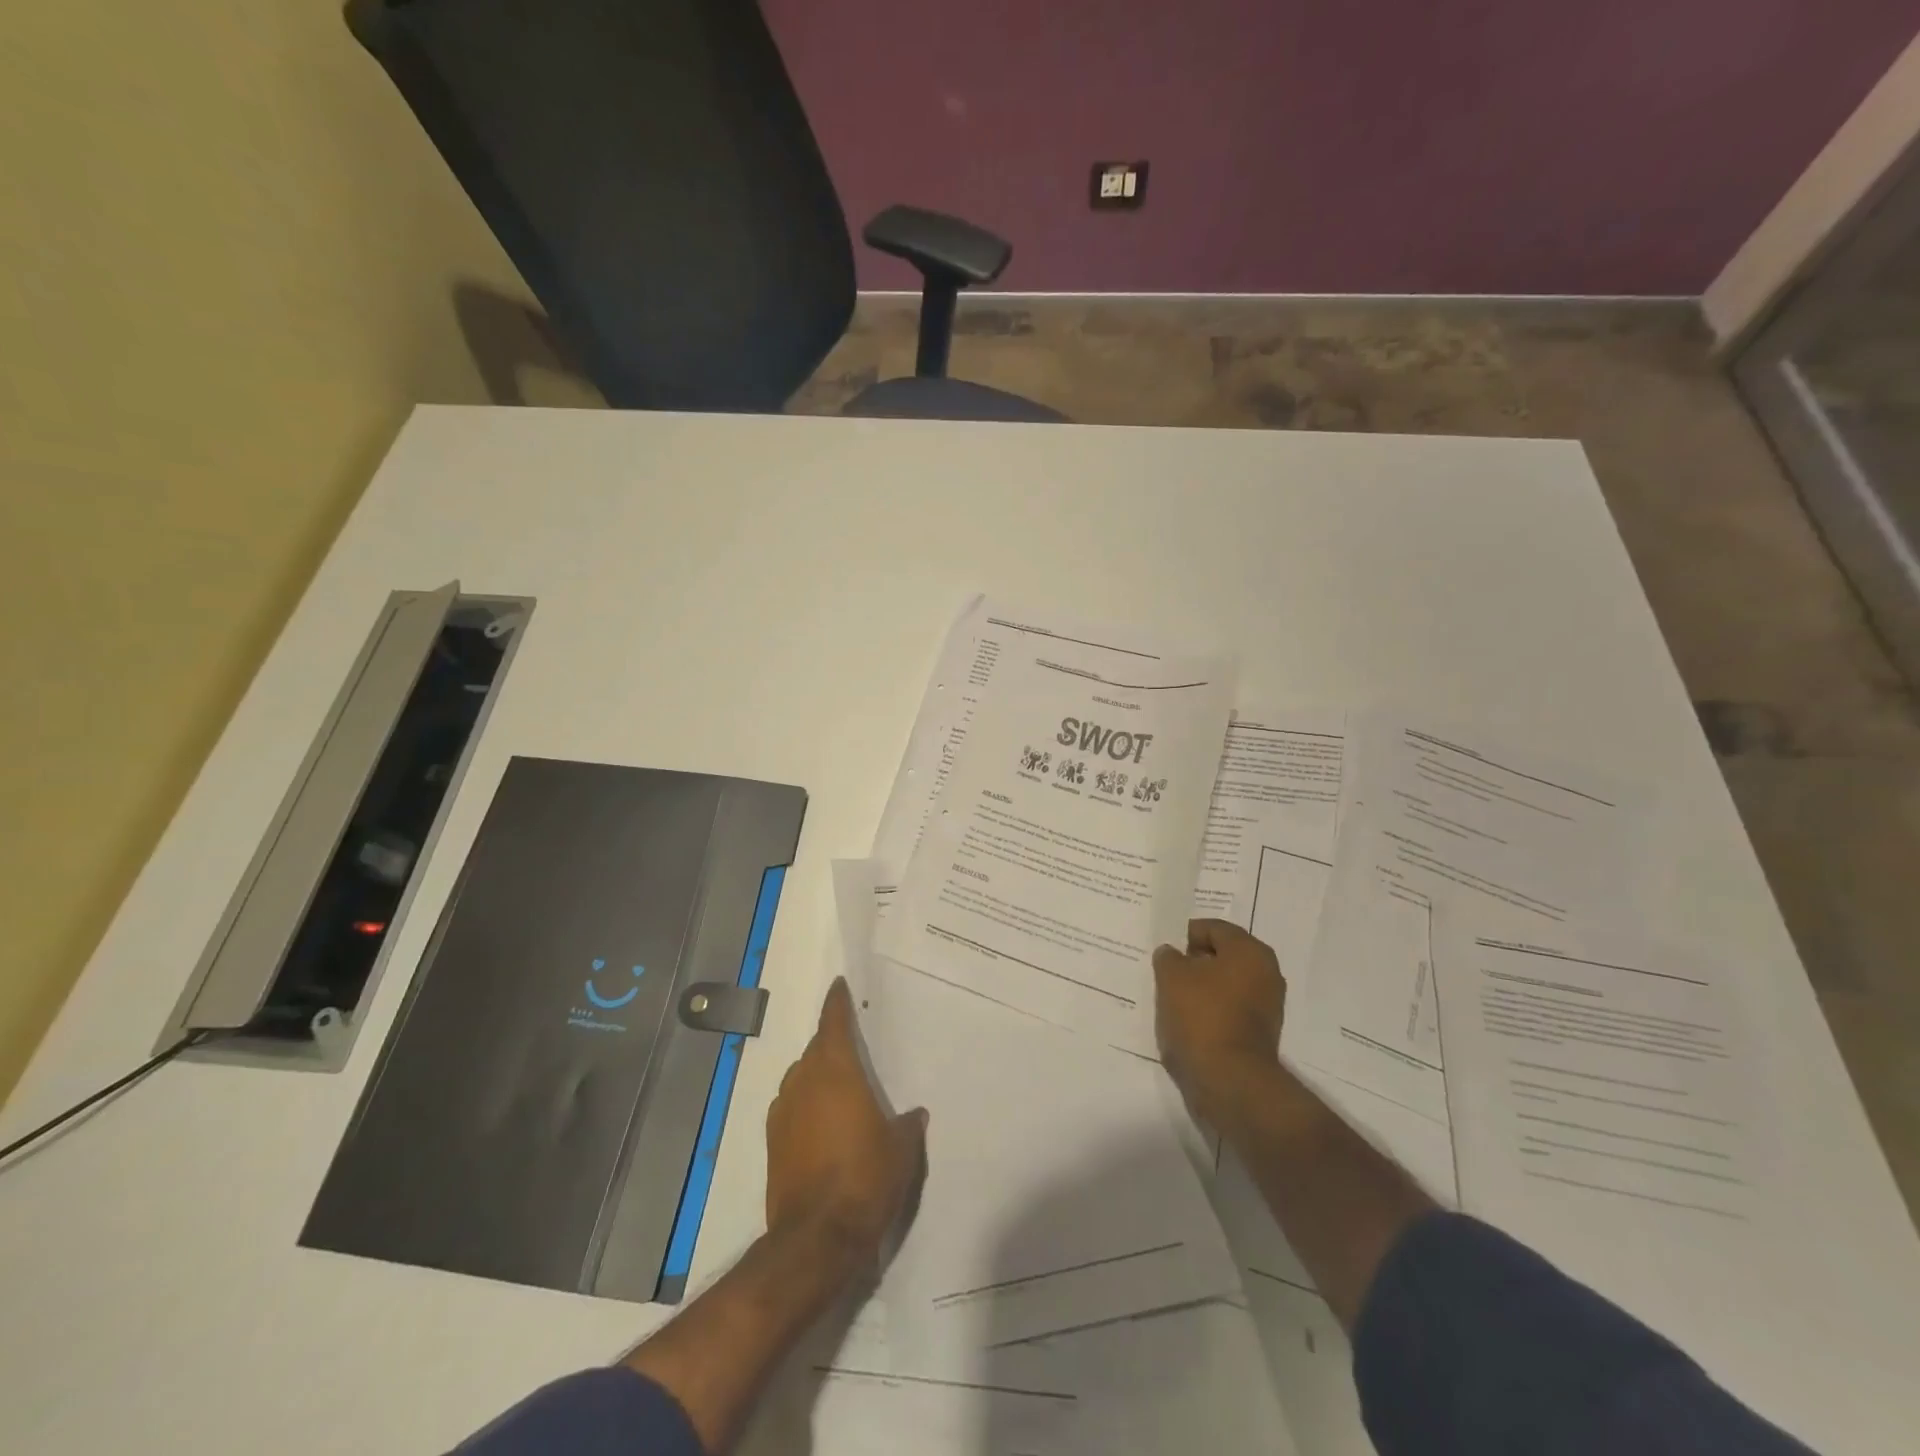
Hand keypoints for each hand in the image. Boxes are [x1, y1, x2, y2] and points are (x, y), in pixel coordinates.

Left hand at [765, 978, 927, 1271]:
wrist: (817, 1237)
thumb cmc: (865, 1179)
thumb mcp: (900, 1150)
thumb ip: (906, 1125)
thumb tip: (914, 1114)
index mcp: (836, 1071)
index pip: (834, 1023)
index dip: (837, 1003)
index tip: (838, 985)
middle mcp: (805, 1082)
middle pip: (816, 1049)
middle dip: (831, 1041)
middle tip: (850, 1043)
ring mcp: (784, 1111)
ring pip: (801, 1077)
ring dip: (817, 1074)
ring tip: (839, 1087)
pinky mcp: (773, 1142)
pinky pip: (791, 1106)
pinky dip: (805, 1104)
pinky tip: (821, 1123)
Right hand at [1152, 919, 1286, 1129]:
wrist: (1229, 1080)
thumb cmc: (1201, 1016)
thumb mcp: (1171, 976)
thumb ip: (1168, 957)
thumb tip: (1172, 954)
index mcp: (1249, 951)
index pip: (1213, 928)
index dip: (1185, 936)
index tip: (1165, 953)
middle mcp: (1266, 972)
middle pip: (1222, 955)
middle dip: (1195, 962)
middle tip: (1167, 973)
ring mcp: (1267, 1004)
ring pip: (1226, 983)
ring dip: (1202, 987)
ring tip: (1175, 999)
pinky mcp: (1261, 1032)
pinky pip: (1230, 1008)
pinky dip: (1212, 1010)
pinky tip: (1190, 1021)